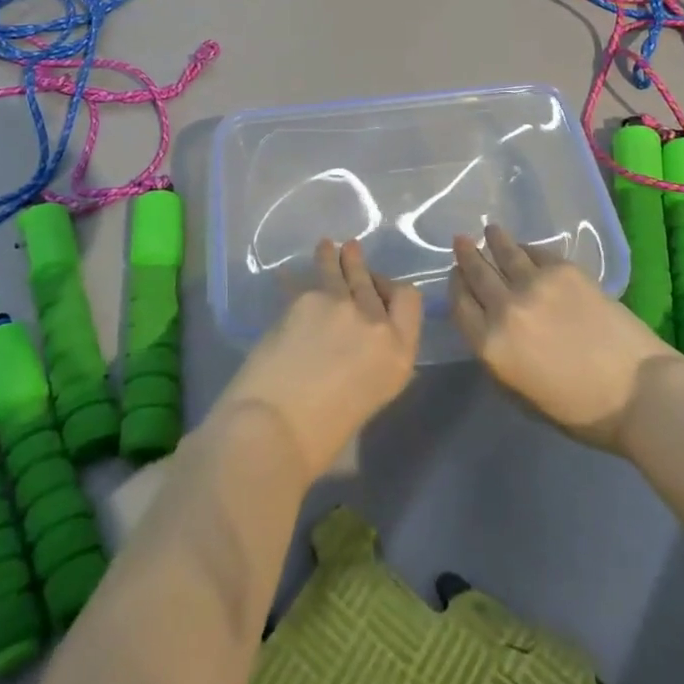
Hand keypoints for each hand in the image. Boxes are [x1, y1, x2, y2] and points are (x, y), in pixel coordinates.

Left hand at [214, 239, 422, 479]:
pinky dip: (296, 278)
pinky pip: (304, 282)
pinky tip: (287, 273)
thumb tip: (356, 344)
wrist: (273, 430)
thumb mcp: (367, 397)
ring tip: (328, 246)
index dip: (394, 289)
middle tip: (352, 255)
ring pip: (341, 270)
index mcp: (399, 354)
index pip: (410, 300)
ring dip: (334, 257)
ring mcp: (341, 305)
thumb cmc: (320, 437)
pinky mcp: (306, 299)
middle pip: (374, 282)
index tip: (379, 288)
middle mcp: (376, 323)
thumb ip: (371, 361)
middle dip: (362, 268)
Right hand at [451, 224, 683, 453]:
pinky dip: (527, 248)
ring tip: (490, 231)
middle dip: (468, 256)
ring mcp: (534, 284)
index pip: (460, 305)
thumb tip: (491, 326)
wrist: (638, 392)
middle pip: (477, 273)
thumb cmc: (580, 410)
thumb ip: (498, 357)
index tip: (456, 275)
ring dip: (494, 241)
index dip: (456, 286)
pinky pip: (537, 252)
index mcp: (490, 345)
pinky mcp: (564, 270)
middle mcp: (505, 307)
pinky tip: (526, 247)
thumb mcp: (521, 393)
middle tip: (461, 241)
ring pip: (505, 252)